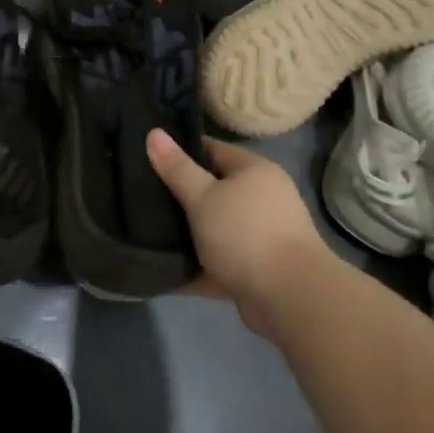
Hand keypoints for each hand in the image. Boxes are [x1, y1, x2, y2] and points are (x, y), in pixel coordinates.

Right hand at [147, 129, 333, 337]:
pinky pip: (218, 262)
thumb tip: (153, 132)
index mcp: (254, 171)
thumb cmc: (245, 234)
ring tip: (146, 232)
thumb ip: (176, 168)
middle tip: (140, 197)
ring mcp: (261, 236)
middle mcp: (262, 199)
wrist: (292, 300)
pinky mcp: (256, 270)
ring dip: (187, 235)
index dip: (178, 153)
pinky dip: (196, 268)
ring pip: (214, 228)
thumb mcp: (203, 197)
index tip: (145, 160)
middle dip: (179, 197)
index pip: (210, 150)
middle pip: (212, 190)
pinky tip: (163, 271)